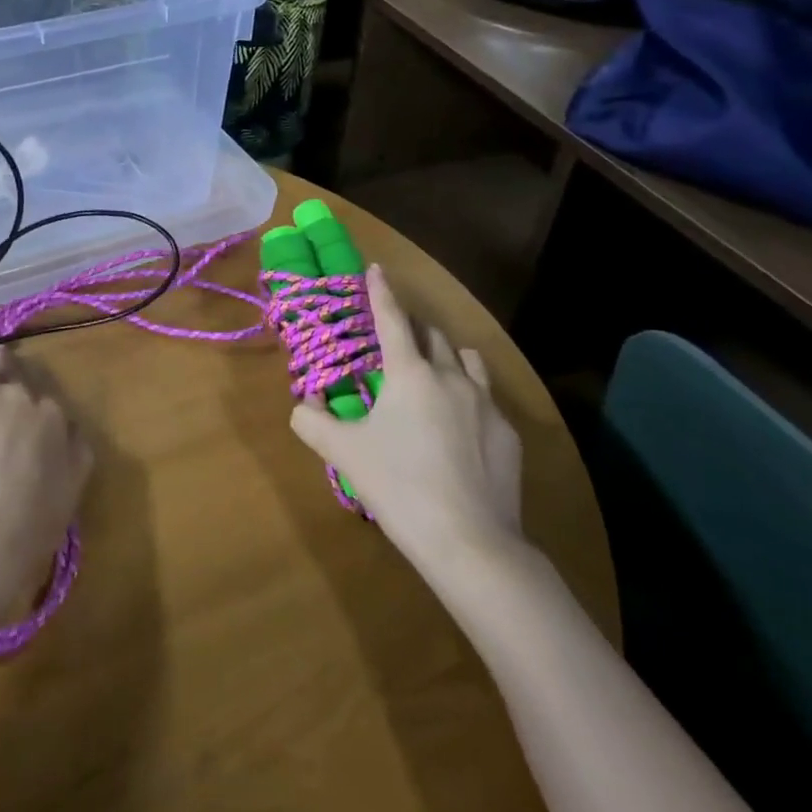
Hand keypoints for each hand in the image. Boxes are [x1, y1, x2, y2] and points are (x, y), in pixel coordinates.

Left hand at [0, 278, 92, 582]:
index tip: (17, 422)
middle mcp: (24, 396)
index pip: (43, 401)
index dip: (29, 409)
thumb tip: (74, 432)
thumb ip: (77, 454)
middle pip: (14, 372)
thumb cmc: (30, 526)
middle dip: (5, 369)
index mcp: (56, 419)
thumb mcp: (71, 492)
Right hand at [289, 264, 523, 571]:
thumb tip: (303, 402)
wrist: (471, 543)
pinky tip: (459, 426)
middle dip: (411, 328)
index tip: (376, 268)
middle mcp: (450, 376)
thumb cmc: (399, 487)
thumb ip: (312, 420)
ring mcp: (486, 404)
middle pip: (431, 334)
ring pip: (466, 359)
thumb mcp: (343, 453)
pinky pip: (486, 398)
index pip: (391, 318)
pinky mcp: (509, 433)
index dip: (380, 290)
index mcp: (409, 373)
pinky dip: (468, 395)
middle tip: (394, 339)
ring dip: (445, 355)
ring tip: (432, 373)